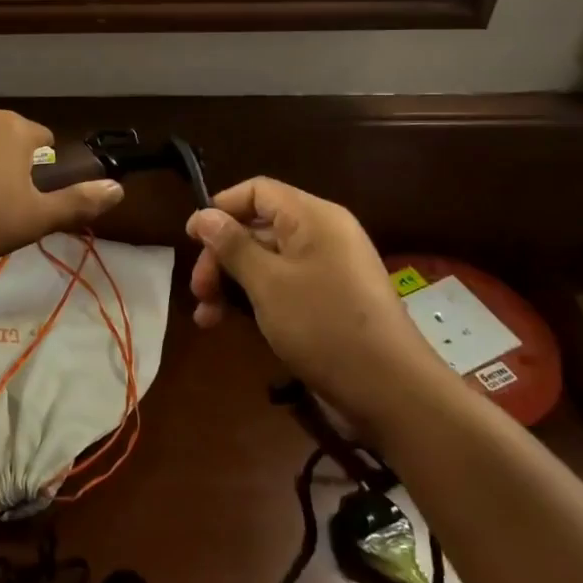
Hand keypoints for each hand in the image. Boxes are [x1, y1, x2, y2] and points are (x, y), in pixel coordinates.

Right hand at [187, 178, 443, 403]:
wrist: (391, 391)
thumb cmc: (324, 325)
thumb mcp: (268, 283)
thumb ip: (232, 245)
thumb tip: (203, 215)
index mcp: (313, 217)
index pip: (258, 191)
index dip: (221, 208)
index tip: (191, 239)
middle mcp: (322, 234)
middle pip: (259, 227)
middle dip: (222, 256)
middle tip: (198, 290)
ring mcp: (329, 267)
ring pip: (267, 260)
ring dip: (233, 282)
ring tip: (207, 316)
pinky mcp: (331, 298)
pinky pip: (285, 283)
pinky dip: (256, 298)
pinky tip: (232, 323)